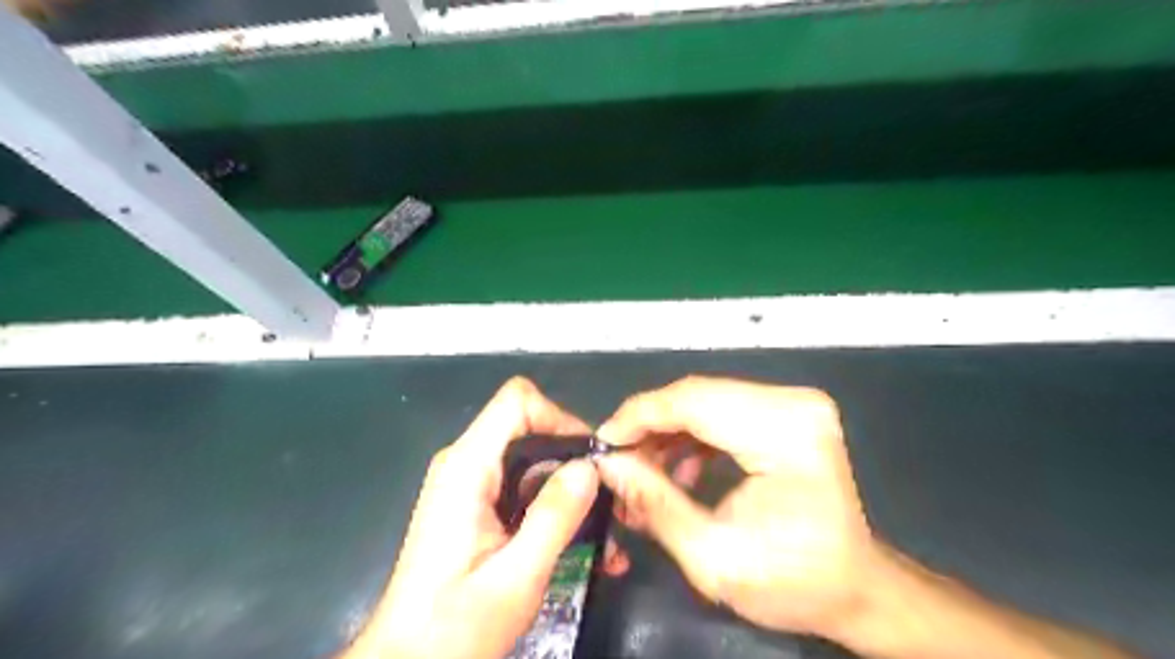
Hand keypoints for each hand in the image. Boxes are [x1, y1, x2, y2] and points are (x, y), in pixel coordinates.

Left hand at [340, 378, 598, 657]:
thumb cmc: (453, 627)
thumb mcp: (515, 576)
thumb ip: (554, 517)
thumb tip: (590, 467)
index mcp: (467, 467)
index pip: (517, 401)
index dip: (560, 418)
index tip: (591, 458)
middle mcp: (465, 463)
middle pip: (529, 427)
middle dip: (572, 456)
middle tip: (607, 497)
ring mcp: (470, 483)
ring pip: (531, 458)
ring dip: (568, 486)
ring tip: (604, 528)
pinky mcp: (476, 503)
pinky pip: (522, 485)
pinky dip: (552, 504)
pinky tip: (580, 541)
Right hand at [600, 375, 876, 642]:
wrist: (856, 588)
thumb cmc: (795, 583)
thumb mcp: (714, 558)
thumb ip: (655, 504)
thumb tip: (607, 464)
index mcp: (786, 435)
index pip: (694, 402)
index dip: (639, 416)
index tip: (602, 443)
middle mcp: (794, 403)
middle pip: (697, 395)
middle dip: (648, 426)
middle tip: (617, 462)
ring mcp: (794, 403)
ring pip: (705, 399)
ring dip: (667, 431)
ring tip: (643, 473)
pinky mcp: (787, 411)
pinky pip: (722, 409)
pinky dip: (691, 434)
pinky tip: (678, 470)